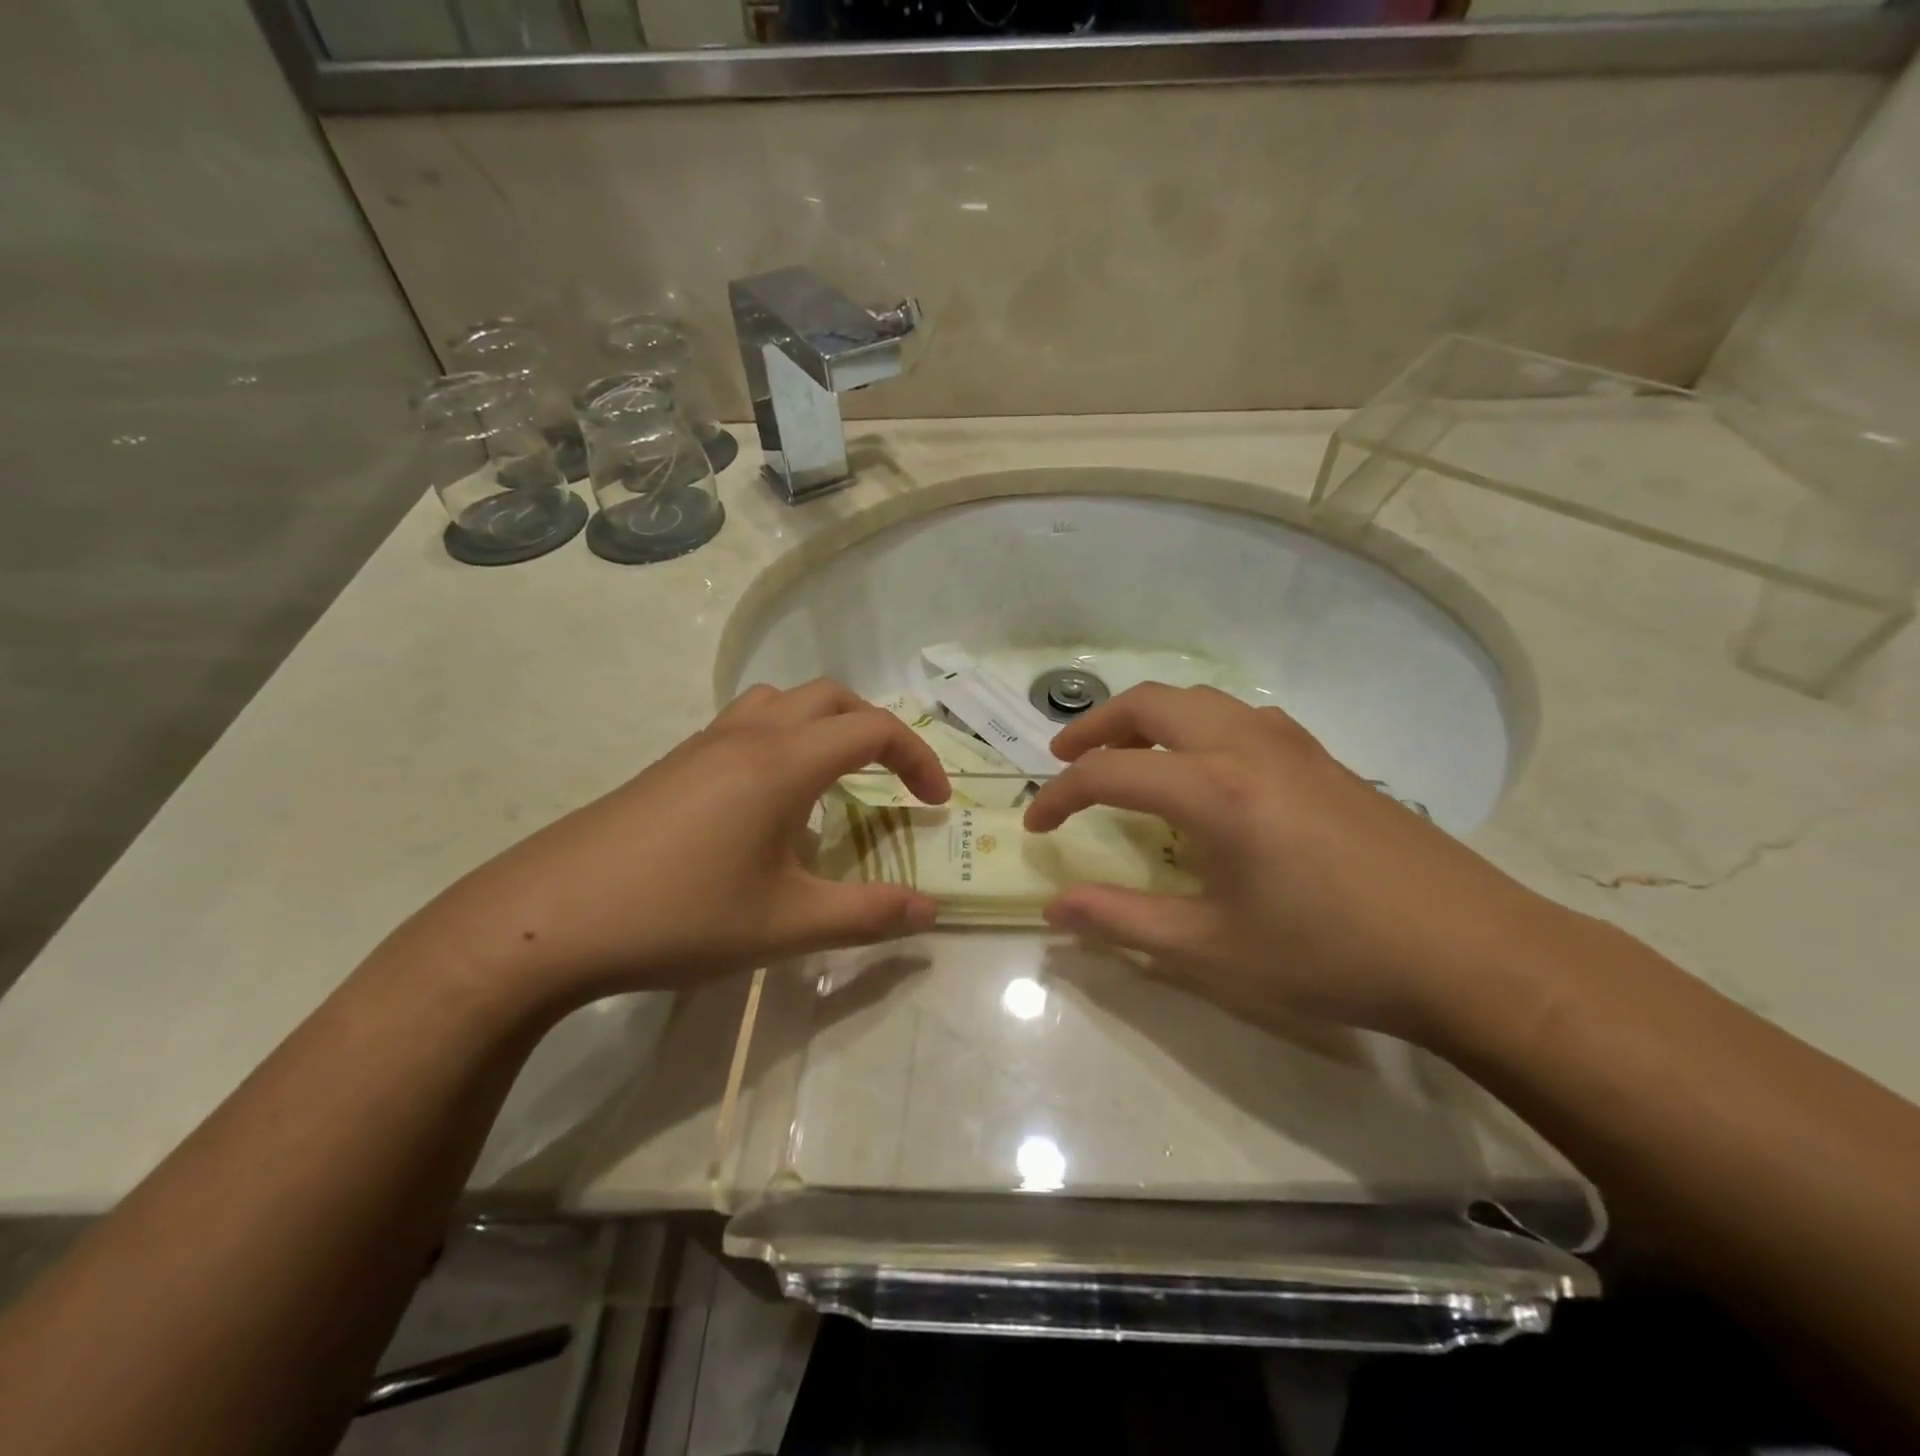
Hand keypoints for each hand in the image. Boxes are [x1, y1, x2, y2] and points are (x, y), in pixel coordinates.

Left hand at [399, 681, 950, 1011]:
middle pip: (830, 697)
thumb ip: (867, 915)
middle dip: (875, 730)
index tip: (935, 805)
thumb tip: (930, 912)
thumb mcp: (786, 925)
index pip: (873, 729)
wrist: (544, 920)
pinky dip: (782, 741)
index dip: (918, 758)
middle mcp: (746, 736)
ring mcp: (700, 746)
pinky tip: (768, 805)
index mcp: (782, 762)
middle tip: (892, 780)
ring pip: (780, 702)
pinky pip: (744, 726)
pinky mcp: (670, 766)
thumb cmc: (678, 917)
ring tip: (833, 780)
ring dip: (823, 726)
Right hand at [1022, 684, 1569, 1038]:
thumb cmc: (1332, 955)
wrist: (1472, 953)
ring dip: (1147, 718)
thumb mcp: (1214, 950)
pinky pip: (1239, 716)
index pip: (1110, 773)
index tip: (1036, 826)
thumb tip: (1055, 909)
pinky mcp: (1324, 758)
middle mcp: (1246, 747)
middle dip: (1096, 726)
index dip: (1061, 796)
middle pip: (1151, 704)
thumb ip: (1123, 922)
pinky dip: (1195, 725)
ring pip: (1199, 700)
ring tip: (1125, 754)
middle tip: (1064, 759)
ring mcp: (1292, 745)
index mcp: (1214, 791)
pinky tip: (1203, 769)